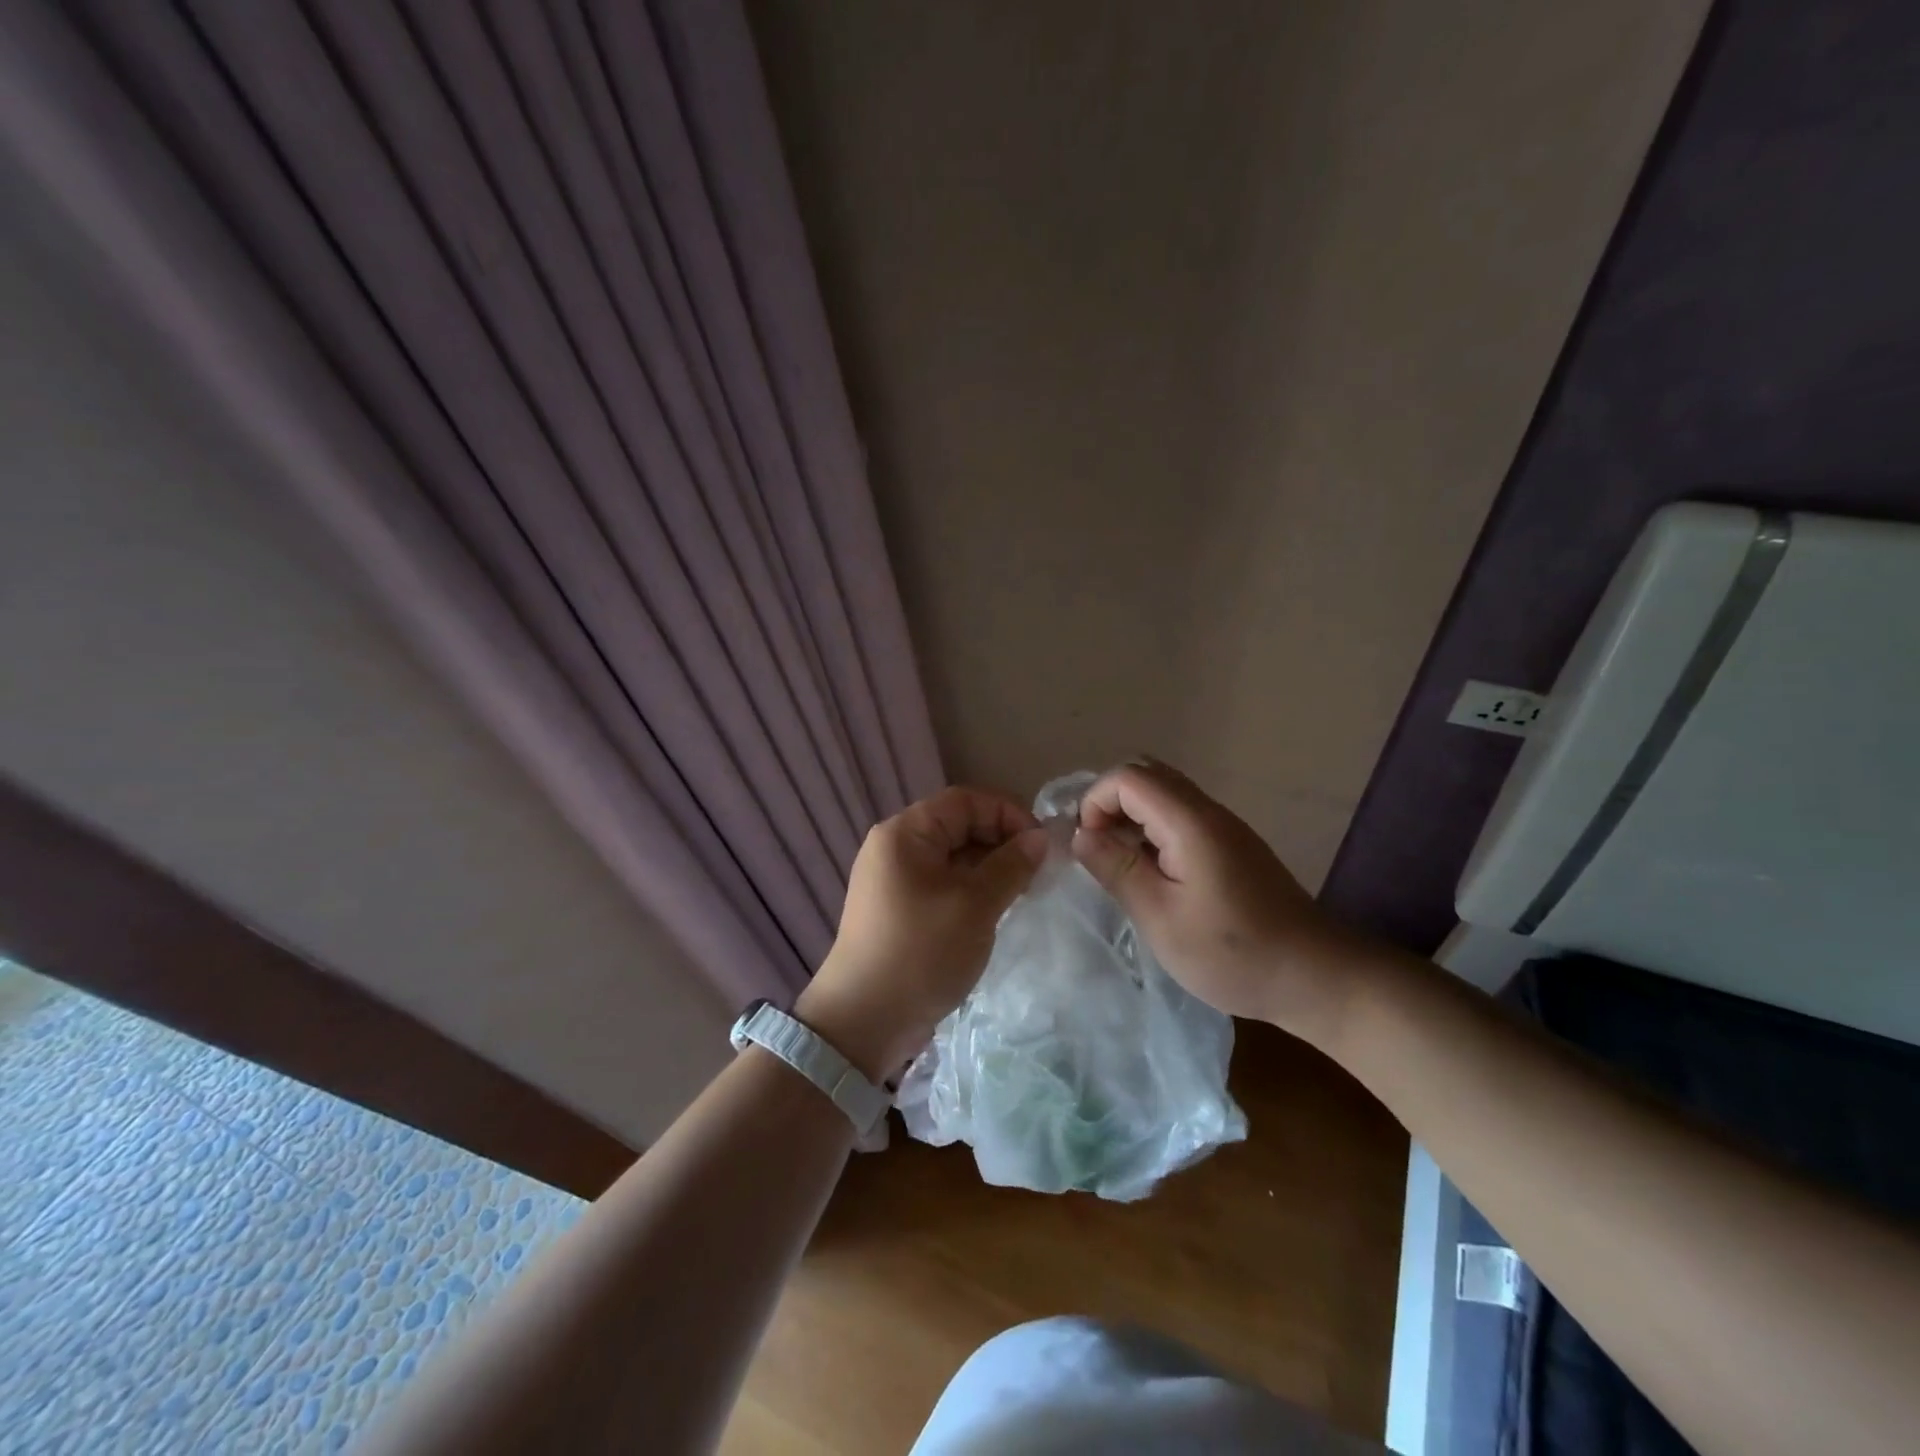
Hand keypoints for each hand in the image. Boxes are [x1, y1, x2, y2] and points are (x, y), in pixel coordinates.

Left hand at [796, 786, 1047, 1079]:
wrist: (863, 1022)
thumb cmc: (921, 952)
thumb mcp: (974, 906)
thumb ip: (1011, 865)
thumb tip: (1039, 838)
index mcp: (905, 833)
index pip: (964, 800)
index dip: (1007, 813)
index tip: (1040, 844)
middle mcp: (895, 847)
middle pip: (957, 825)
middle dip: (1000, 842)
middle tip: (1036, 872)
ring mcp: (894, 879)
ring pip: (952, 857)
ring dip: (989, 868)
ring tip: (1022, 893)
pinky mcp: (899, 908)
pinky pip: (942, 883)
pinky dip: (971, 889)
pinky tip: (995, 911)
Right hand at [1071, 760, 1369, 1047]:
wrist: (1316, 976)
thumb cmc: (1233, 954)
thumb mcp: (1161, 918)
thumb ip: (1117, 870)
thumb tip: (1079, 834)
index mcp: (1190, 823)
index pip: (1128, 777)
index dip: (1095, 802)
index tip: (1086, 846)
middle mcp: (1208, 811)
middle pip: (1147, 775)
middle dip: (1110, 803)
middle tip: (1097, 849)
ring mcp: (1225, 826)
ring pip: (1164, 794)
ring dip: (1131, 817)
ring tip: (1118, 863)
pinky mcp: (1233, 845)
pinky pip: (1181, 815)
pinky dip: (1153, 830)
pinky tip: (1152, 874)